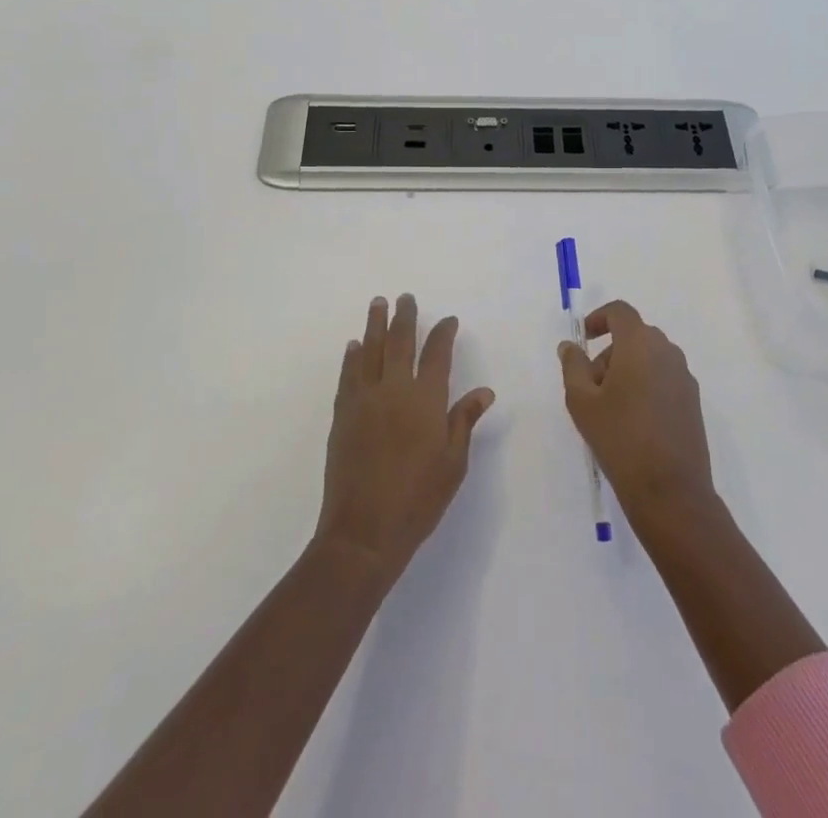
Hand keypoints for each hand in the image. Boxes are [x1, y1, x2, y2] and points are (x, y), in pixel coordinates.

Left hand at [315, 294, 495, 583]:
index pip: (438, 354)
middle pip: (401, 343)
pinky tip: (354, 346)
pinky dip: (352, 357)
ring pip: (371, 351)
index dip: (444, 333)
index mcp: (426, 400)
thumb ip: (464, 421)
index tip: (448, 320)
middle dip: (406, 317)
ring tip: (378, 304)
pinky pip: (348, 375)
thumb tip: (483, 391)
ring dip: (375, 325)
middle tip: (405, 297)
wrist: (363, 531)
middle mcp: (395, 390)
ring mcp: (365, 400)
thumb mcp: (453, 464)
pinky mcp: (343, 415)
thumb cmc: (418, 500)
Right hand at [558, 301, 716, 526]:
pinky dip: (646, 384)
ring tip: (609, 407)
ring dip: (627, 369)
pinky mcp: (693, 401)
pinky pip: (664, 378)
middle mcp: (667, 352)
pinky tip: (633, 421)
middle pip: (634, 335)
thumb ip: (573, 366)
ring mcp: (684, 377)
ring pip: (650, 357)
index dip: (599, 318)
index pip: (620, 312)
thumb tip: (570, 346)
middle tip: (590, 384)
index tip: (583, 339)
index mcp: (640, 344)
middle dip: (609, 351)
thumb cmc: (620, 439)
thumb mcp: (582, 402)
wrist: (670, 490)